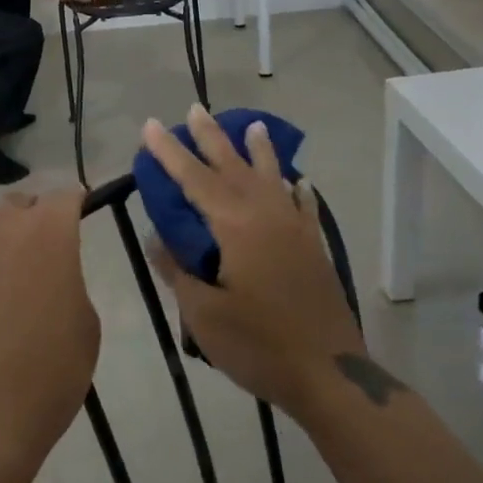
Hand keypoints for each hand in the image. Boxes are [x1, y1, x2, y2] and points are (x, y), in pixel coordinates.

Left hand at [0, 190, 100, 482]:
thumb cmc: (48, 374)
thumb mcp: (84, 324)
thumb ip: (68, 279)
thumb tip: (48, 273)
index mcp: (44, 233)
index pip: (63, 197)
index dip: (74, 204)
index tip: (79, 214)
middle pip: (16, 206)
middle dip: (31, 220)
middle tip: (41, 255)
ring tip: (4, 291)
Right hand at [141, 106, 369, 421]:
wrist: (330, 374)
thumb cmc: (259, 345)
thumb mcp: (204, 315)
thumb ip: (178, 272)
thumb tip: (157, 239)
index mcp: (235, 227)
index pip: (194, 179)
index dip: (169, 152)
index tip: (152, 125)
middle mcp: (266, 215)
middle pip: (233, 166)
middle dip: (211, 137)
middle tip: (195, 108)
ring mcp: (295, 229)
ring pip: (271, 177)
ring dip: (258, 150)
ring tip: (253, 125)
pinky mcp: (313, 247)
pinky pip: (302, 205)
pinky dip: (296, 189)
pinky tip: (297, 181)